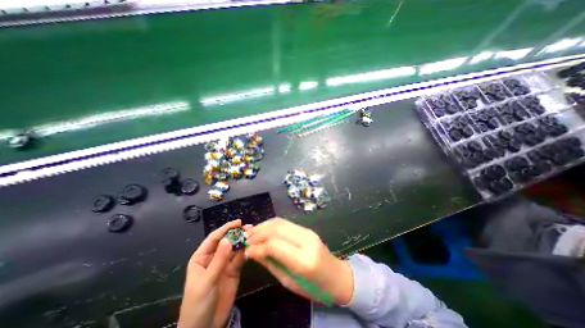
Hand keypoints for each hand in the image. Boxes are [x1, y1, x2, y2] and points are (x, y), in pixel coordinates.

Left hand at [178, 219, 250, 327]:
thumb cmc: (198, 304)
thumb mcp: (207, 281)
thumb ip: (219, 260)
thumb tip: (228, 239)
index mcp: (201, 257)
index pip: (214, 238)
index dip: (225, 229)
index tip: (238, 222)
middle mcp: (214, 258)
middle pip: (226, 241)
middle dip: (237, 234)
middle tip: (249, 228)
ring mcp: (224, 264)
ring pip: (235, 249)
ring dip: (243, 242)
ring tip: (253, 236)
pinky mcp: (234, 271)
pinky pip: (240, 259)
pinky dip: (246, 253)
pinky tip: (252, 249)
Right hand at [244, 218, 351, 304]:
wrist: (337, 276)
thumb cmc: (314, 288)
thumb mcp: (289, 282)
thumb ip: (270, 263)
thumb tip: (252, 251)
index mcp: (304, 260)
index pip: (275, 245)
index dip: (257, 246)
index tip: (246, 250)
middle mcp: (306, 241)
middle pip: (276, 229)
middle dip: (258, 232)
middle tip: (245, 238)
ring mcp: (308, 232)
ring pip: (280, 222)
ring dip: (263, 225)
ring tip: (251, 233)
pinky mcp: (306, 229)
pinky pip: (285, 223)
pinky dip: (271, 225)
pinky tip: (263, 230)